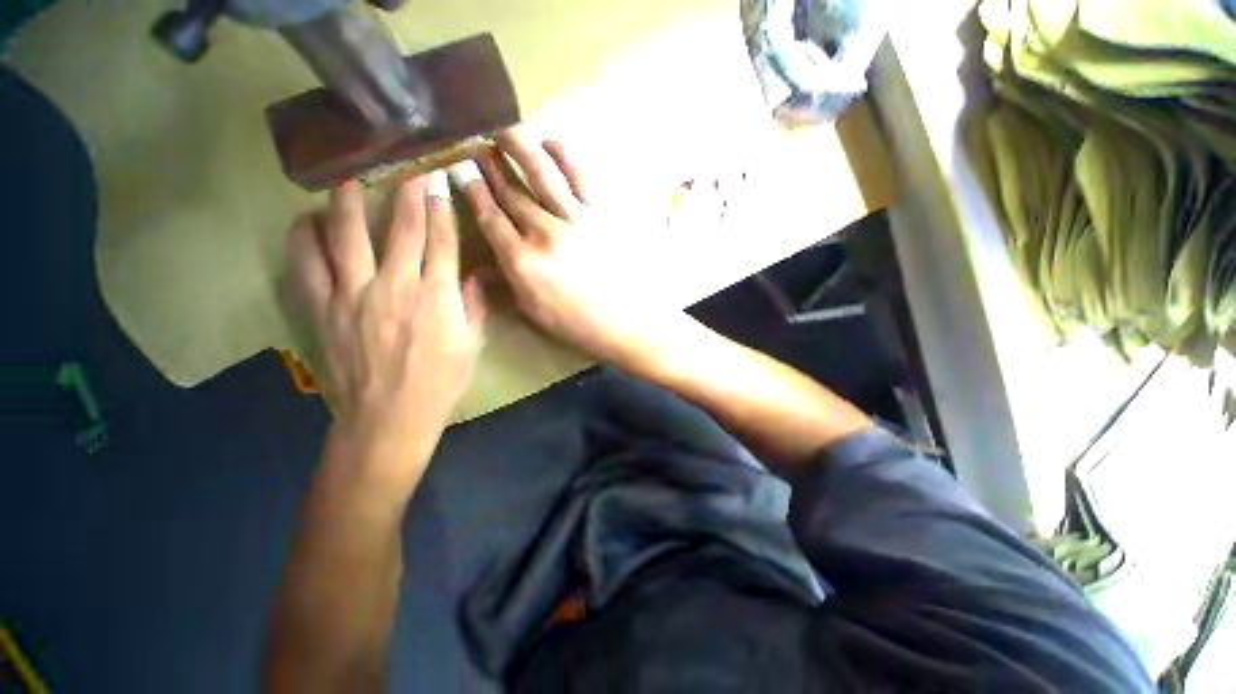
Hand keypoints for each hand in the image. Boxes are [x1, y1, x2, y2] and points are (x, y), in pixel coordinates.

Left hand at [284, 175, 484, 467]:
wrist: (389, 418)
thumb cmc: (440, 382)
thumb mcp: (471, 345)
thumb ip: (473, 306)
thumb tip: (474, 275)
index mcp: (437, 296)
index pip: (442, 241)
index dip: (441, 209)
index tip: (439, 183)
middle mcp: (396, 285)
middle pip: (401, 228)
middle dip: (406, 193)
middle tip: (405, 167)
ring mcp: (353, 294)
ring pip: (347, 234)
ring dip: (348, 202)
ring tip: (347, 180)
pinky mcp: (323, 308)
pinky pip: (307, 263)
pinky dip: (305, 237)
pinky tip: (308, 222)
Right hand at [457, 128, 676, 367]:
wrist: (627, 322)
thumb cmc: (578, 325)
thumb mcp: (533, 312)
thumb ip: (507, 283)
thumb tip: (485, 263)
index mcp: (522, 260)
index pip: (489, 217)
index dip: (472, 190)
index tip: (459, 167)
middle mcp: (544, 232)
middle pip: (511, 191)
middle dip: (489, 164)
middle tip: (476, 142)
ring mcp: (575, 219)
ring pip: (541, 174)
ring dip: (520, 148)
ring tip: (504, 129)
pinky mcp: (601, 214)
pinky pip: (580, 177)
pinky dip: (564, 155)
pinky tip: (551, 142)